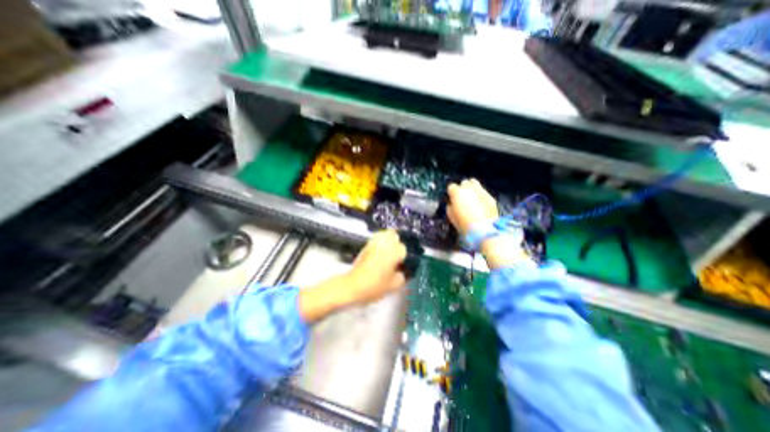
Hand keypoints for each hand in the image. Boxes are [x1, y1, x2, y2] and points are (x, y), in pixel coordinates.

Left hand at [297, 231, 405, 322]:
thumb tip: (403, 270)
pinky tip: (381, 252)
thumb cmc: (375, 286)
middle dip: (398, 243)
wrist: (352, 286)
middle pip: (395, 235)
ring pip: (386, 234)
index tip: (403, 264)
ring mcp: (374, 243)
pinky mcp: (366, 245)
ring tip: (390, 252)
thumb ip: (403, 276)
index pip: (405, 249)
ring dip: (389, 240)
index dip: (405, 257)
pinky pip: (377, 238)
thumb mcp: (394, 285)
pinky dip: (381, 242)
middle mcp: (385, 243)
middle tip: (398, 255)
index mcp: (394, 251)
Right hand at [446, 178, 529, 269]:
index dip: (451, 193)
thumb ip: (450, 208)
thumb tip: (452, 204)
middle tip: (462, 197)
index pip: (451, 186)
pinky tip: (479, 202)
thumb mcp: (452, 218)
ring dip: (471, 188)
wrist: (485, 231)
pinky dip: (479, 194)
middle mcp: (469, 189)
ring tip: (471, 196)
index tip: (452, 199)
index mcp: (458, 193)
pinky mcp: (490, 196)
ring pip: (474, 182)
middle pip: (464, 182)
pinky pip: (482, 191)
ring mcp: (481, 191)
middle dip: (462, 188)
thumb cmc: (465, 226)